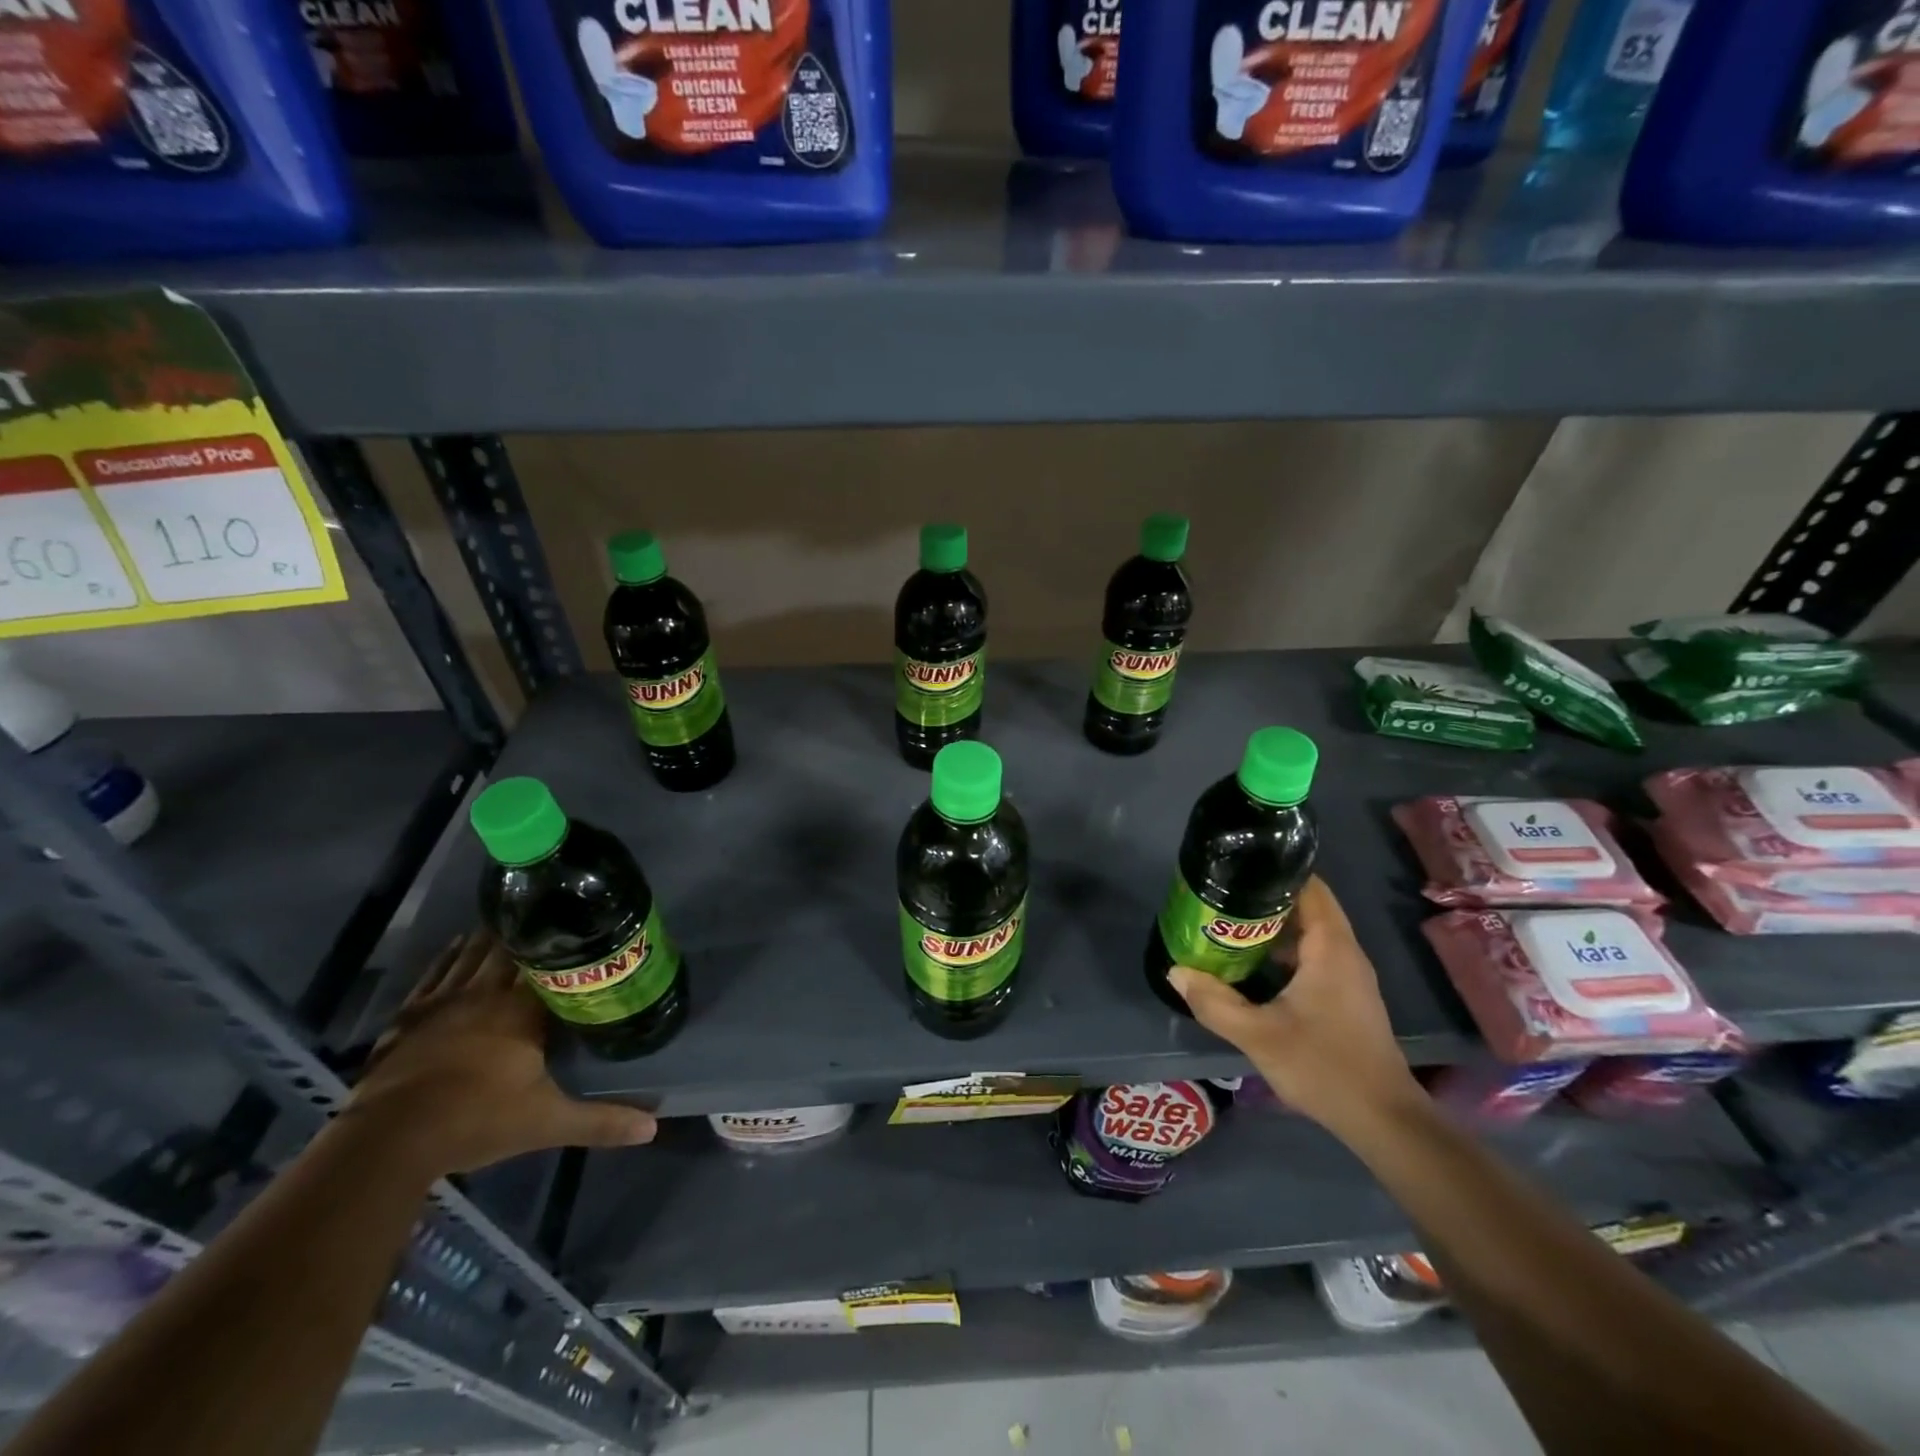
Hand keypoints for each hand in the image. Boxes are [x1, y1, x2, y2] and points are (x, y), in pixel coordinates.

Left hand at [345, 934, 655, 1176]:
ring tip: (511, 919)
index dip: (568, 948)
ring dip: (492, 937)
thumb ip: (601, 1121)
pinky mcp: (410, 1015)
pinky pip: (435, 973)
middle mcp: (486, 994)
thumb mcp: (547, 1124)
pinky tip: (458, 944)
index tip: (584, 928)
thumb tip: (653, 1128)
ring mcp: (444, 1001)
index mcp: (522, 1012)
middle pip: (512, 952)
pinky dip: (449, 955)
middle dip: (532, 934)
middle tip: (551, 916)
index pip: (552, 966)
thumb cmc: (476, 1122)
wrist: (389, 1141)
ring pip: (474, 955)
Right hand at [1168, 877, 1421, 1135]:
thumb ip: (1213, 1002)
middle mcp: (1345, 952)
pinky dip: (1286, 950)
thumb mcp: (1257, 1035)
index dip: (1274, 872)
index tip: (1237, 869)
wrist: (1382, 1119)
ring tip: (1229, 925)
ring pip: (1310, 933)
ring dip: (1274, 926)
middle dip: (1265, 898)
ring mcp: (1349, 976)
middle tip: (1222, 897)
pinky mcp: (1347, 996)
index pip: (1309, 887)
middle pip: (1307, 906)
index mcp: (1330, 948)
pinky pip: (1314, 956)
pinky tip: (1254, 965)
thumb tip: (1176, 971)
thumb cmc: (1323, 1066)